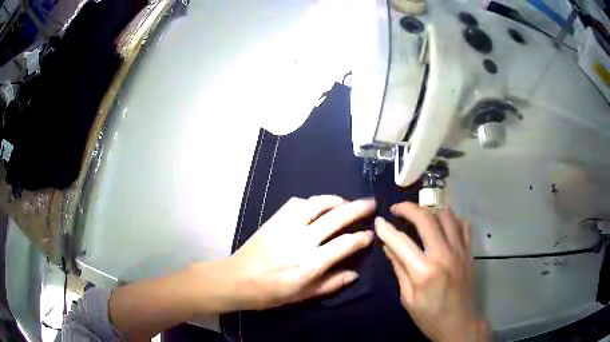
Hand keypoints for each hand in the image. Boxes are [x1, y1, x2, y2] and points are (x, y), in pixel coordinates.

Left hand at [220, 196, 374, 310]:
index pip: (346, 244)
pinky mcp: (275, 219)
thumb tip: (355, 274)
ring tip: (346, 201)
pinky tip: (318, 206)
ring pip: (318, 204)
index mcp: (312, 263)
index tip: (371, 234)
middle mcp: (303, 240)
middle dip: (358, 208)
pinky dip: (312, 201)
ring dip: (336, 199)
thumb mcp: (304, 295)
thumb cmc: (271, 292)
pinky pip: (297, 203)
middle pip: (337, 217)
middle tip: (371, 203)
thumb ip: (331, 283)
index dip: (363, 238)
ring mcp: (288, 226)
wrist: (238, 279)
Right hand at [375, 202, 488, 341]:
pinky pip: (463, 224)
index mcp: (424, 272)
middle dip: (408, 208)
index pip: (401, 242)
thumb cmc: (430, 317)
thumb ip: (399, 269)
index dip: (386, 229)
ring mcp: (460, 251)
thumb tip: (388, 246)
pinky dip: (451, 218)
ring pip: (447, 215)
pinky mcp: (469, 252)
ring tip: (418, 213)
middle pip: (426, 219)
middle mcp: (444, 255)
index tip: (378, 220)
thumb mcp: (408, 299)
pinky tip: (442, 223)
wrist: (460, 324)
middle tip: (396, 208)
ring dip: (430, 209)